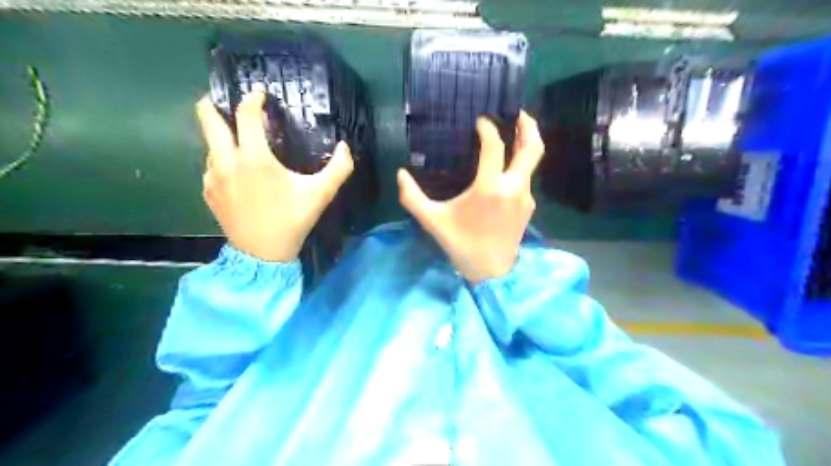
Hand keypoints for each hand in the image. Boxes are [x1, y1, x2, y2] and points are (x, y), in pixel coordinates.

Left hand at [198, 91, 352, 261]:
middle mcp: (226, 161)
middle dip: (214, 102)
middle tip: (228, 101)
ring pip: (209, 143)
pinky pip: (211, 166)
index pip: (246, 114)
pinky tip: (238, 173)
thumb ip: (338, 168)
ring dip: (222, 136)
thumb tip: (345, 147)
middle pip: (207, 118)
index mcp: (254, 158)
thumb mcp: (321, 194)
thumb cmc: (292, 220)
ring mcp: (213, 177)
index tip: (261, 95)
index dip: (253, 99)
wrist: (262, 254)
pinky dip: (222, 160)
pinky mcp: (208, 191)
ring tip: (241, 143)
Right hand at [398, 110, 547, 283]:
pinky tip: (508, 166)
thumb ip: (412, 197)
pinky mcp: (529, 207)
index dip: (488, 129)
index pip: (495, 146)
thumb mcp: (432, 221)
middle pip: (532, 148)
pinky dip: (520, 165)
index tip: (480, 121)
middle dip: (528, 126)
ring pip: (533, 163)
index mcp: (489, 188)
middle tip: (518, 112)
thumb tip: (400, 174)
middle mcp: (513, 188)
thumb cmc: (460, 244)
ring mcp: (525, 197)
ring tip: (516, 131)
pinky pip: (527, 178)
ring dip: (526, 144)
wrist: (491, 272)